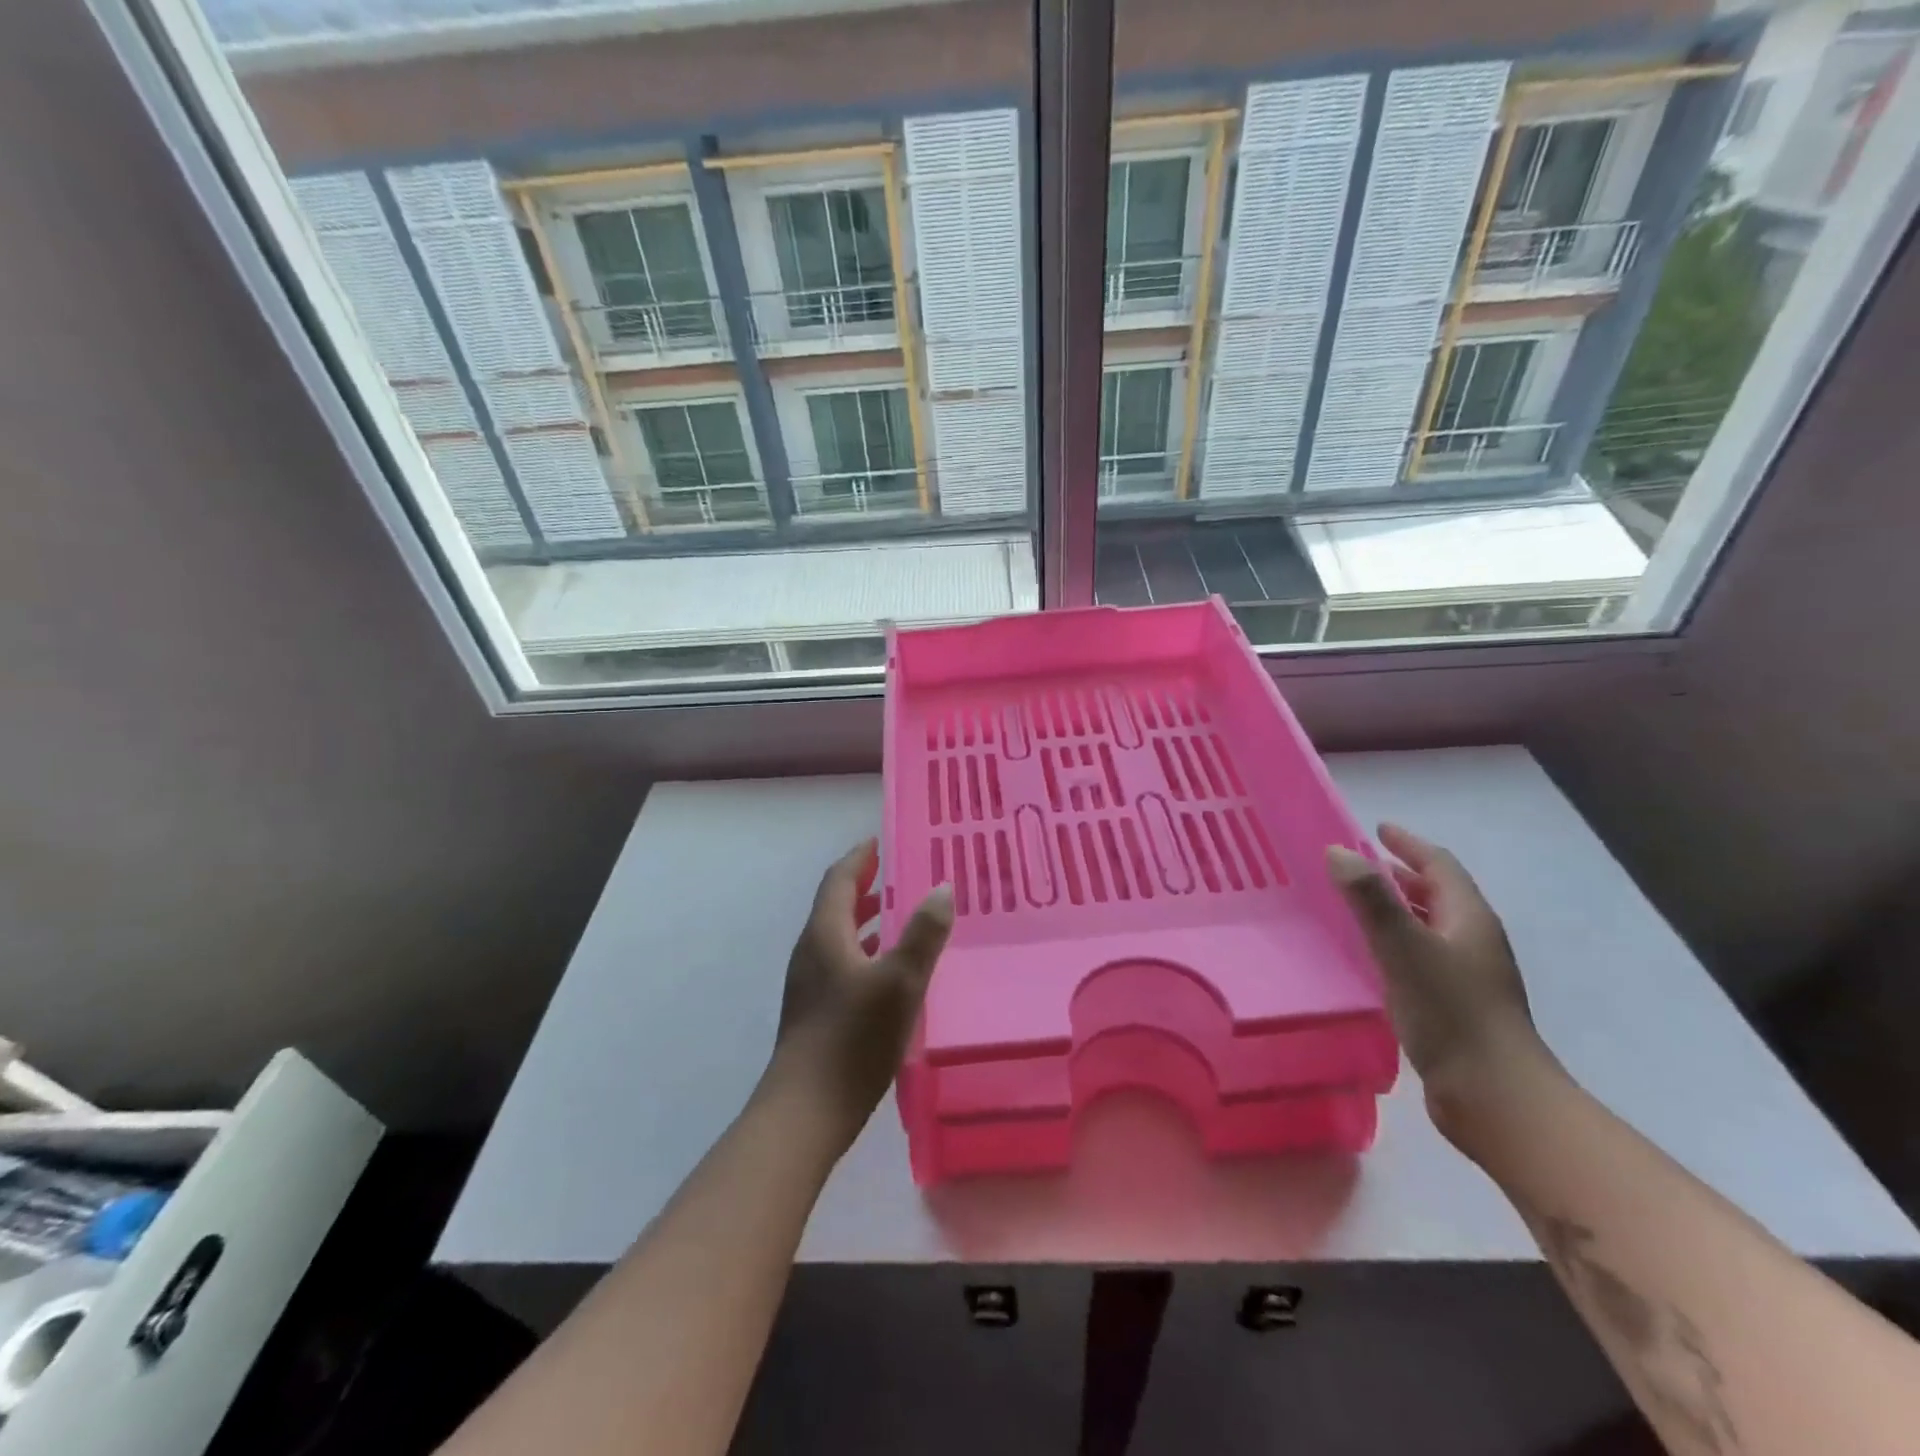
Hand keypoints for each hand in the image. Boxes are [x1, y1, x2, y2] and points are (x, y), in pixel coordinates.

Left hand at [767, 840, 954, 1149]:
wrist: (805, 1114)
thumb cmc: (852, 1040)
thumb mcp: (899, 982)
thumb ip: (922, 934)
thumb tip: (941, 887)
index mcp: (825, 934)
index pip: (839, 879)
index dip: (861, 857)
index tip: (884, 840)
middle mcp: (812, 951)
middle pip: (838, 905)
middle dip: (868, 886)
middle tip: (905, 874)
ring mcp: (811, 984)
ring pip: (842, 936)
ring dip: (870, 920)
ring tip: (905, 916)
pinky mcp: (816, 1012)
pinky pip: (844, 963)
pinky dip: (868, 952)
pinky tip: (894, 972)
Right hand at [1326, 825, 1561, 1147]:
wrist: (1494, 1095)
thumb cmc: (1450, 1012)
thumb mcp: (1404, 948)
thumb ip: (1371, 899)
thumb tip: (1339, 851)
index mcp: (1469, 918)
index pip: (1440, 866)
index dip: (1409, 844)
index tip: (1378, 829)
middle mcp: (1473, 940)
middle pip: (1438, 894)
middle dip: (1402, 874)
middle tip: (1360, 865)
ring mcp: (1468, 974)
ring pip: (1429, 926)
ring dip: (1398, 908)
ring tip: (1358, 905)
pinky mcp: (1456, 1004)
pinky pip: (1421, 955)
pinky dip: (1396, 941)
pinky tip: (1372, 956)